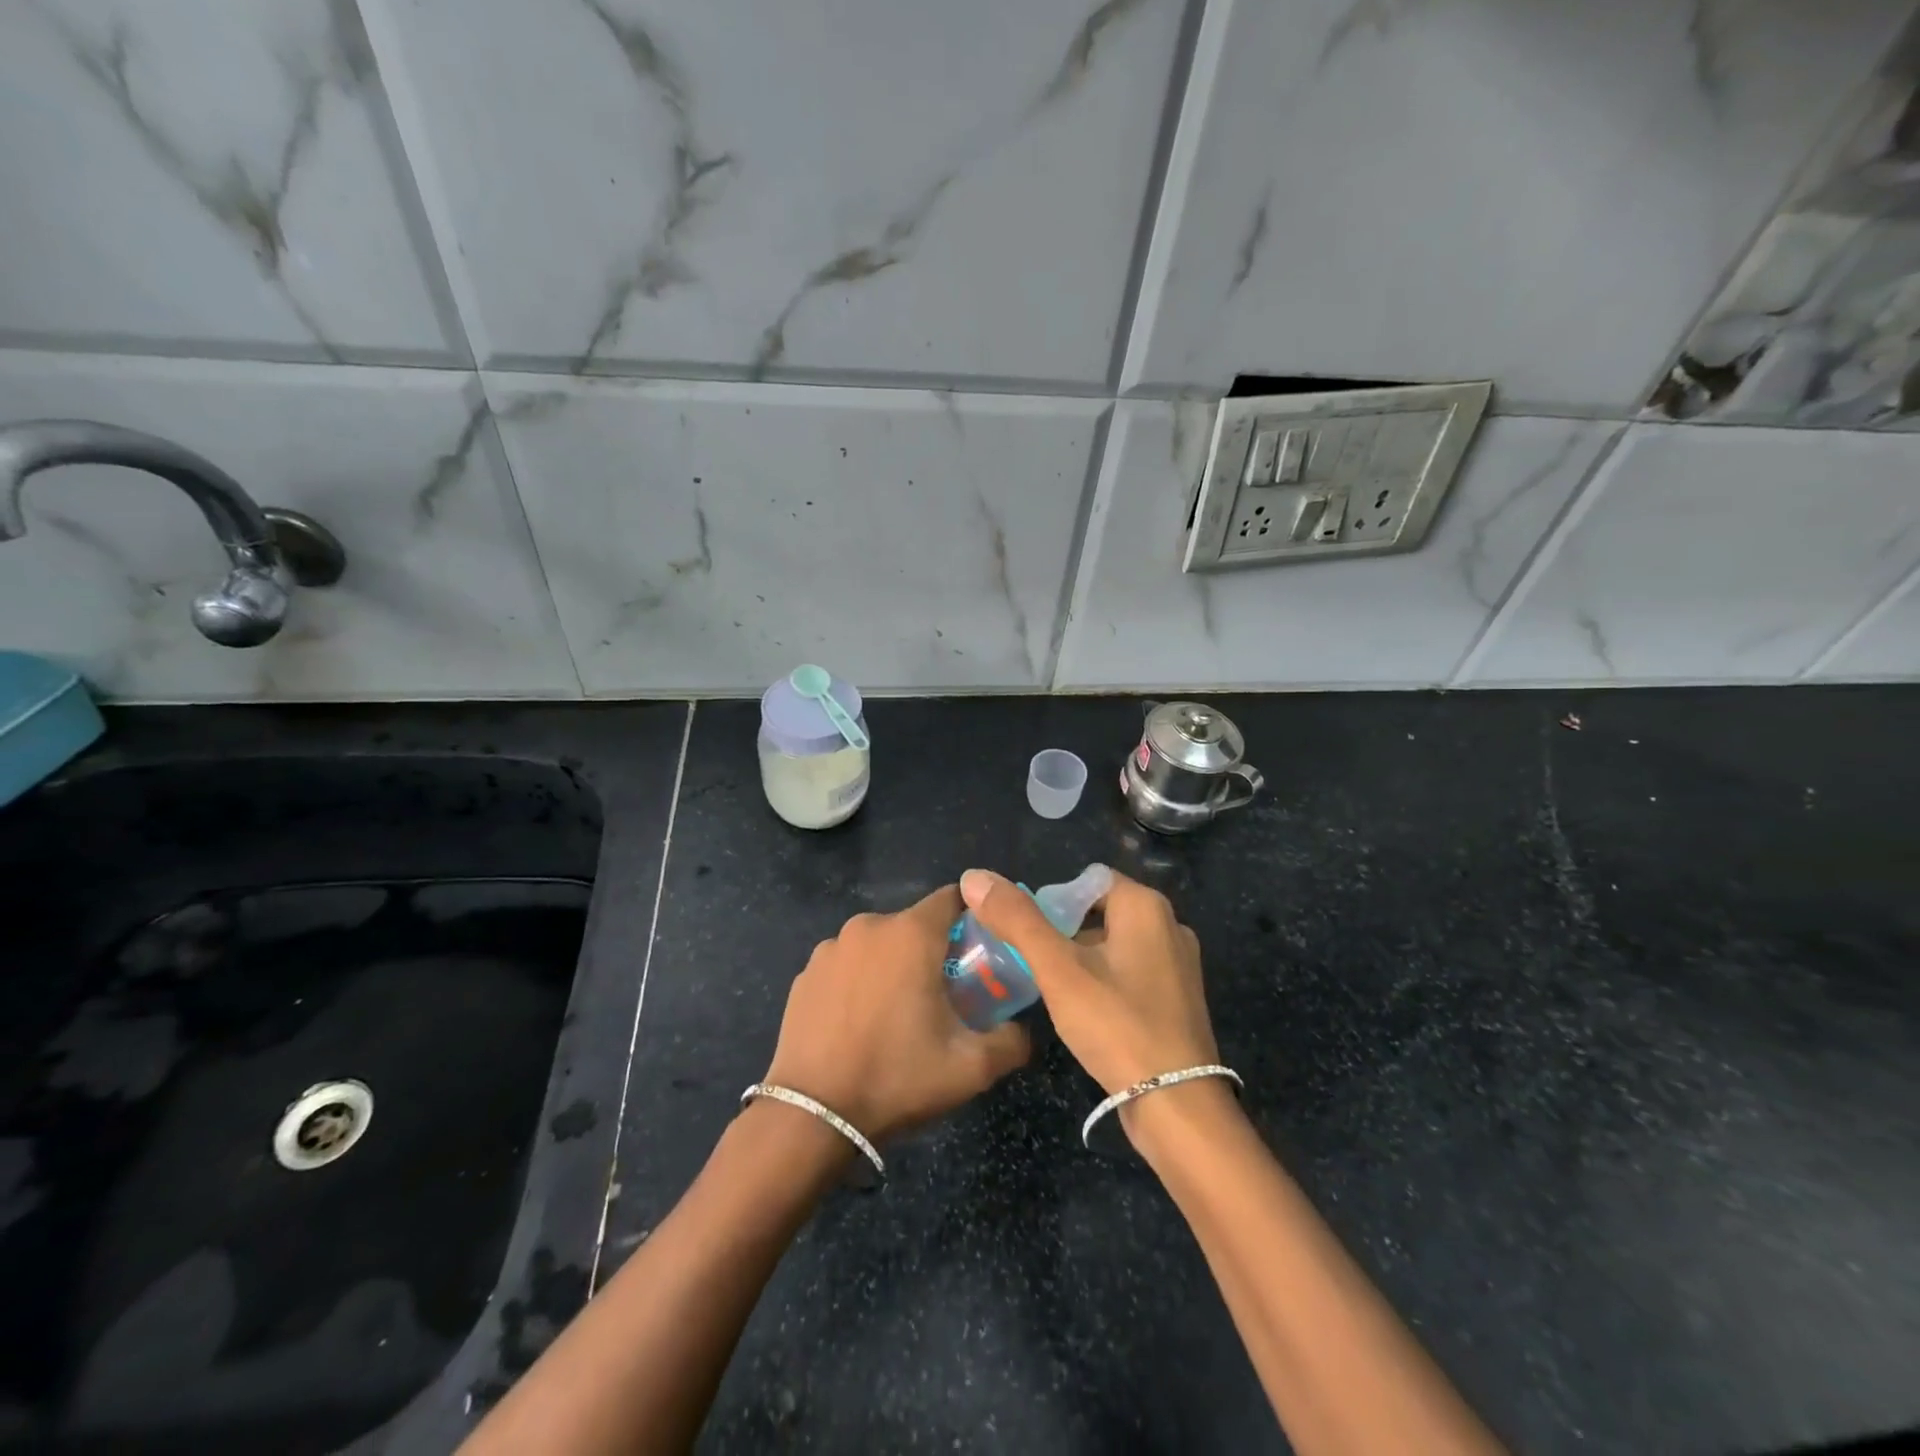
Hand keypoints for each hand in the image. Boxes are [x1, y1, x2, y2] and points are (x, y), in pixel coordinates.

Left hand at [762, 886, 1030, 1141]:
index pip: (952, 898)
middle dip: (933, 950)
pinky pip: (846, 965)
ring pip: (878, 945)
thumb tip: (1022, 1030)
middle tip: (945, 994)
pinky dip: (858, 982)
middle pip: (914, 925)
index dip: (972, 918)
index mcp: (911, 934)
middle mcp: (869, 926)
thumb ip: (1012, 1041)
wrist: (812, 1115)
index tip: (982, 950)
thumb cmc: (897, 1077)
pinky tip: (858, 1023)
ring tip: (897, 1014)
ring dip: (893, 966)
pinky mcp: (805, 973)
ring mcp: (831, 948)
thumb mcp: (971, 1068)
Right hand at [958, 867, 1217, 1097]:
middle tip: (1033, 961)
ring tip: (1051, 986)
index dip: (1052, 899)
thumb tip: (974, 876)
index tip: (1027, 933)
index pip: (1087, 880)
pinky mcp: (1178, 999)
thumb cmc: (1117, 1025)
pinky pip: (1131, 972)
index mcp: (1146, 906)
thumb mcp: (1058, 969)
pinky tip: (1084, 1011)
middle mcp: (1169, 925)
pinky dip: (1104, 980)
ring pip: (1114, 944)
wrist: (1177, 1106)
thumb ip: (1017, 919)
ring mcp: (1179, 964)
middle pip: (1100, 911)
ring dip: (1081, 957)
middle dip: (1063, 930)